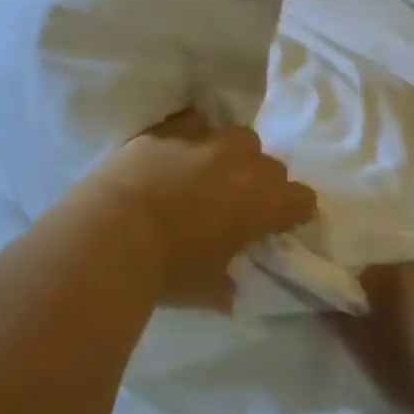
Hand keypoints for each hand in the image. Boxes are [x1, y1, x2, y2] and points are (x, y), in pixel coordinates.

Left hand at [86, 110, 317, 310]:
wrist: (111, 231)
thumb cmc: (168, 268)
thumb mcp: (206, 290)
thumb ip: (226, 285)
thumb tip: (228, 289)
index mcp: (264, 201)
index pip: (302, 199)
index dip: (293, 213)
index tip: (279, 226)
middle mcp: (242, 162)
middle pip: (271, 164)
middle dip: (262, 183)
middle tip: (239, 205)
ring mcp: (203, 139)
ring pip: (235, 137)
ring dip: (230, 156)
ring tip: (206, 176)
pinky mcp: (165, 130)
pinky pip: (191, 124)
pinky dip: (190, 140)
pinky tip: (172, 158)